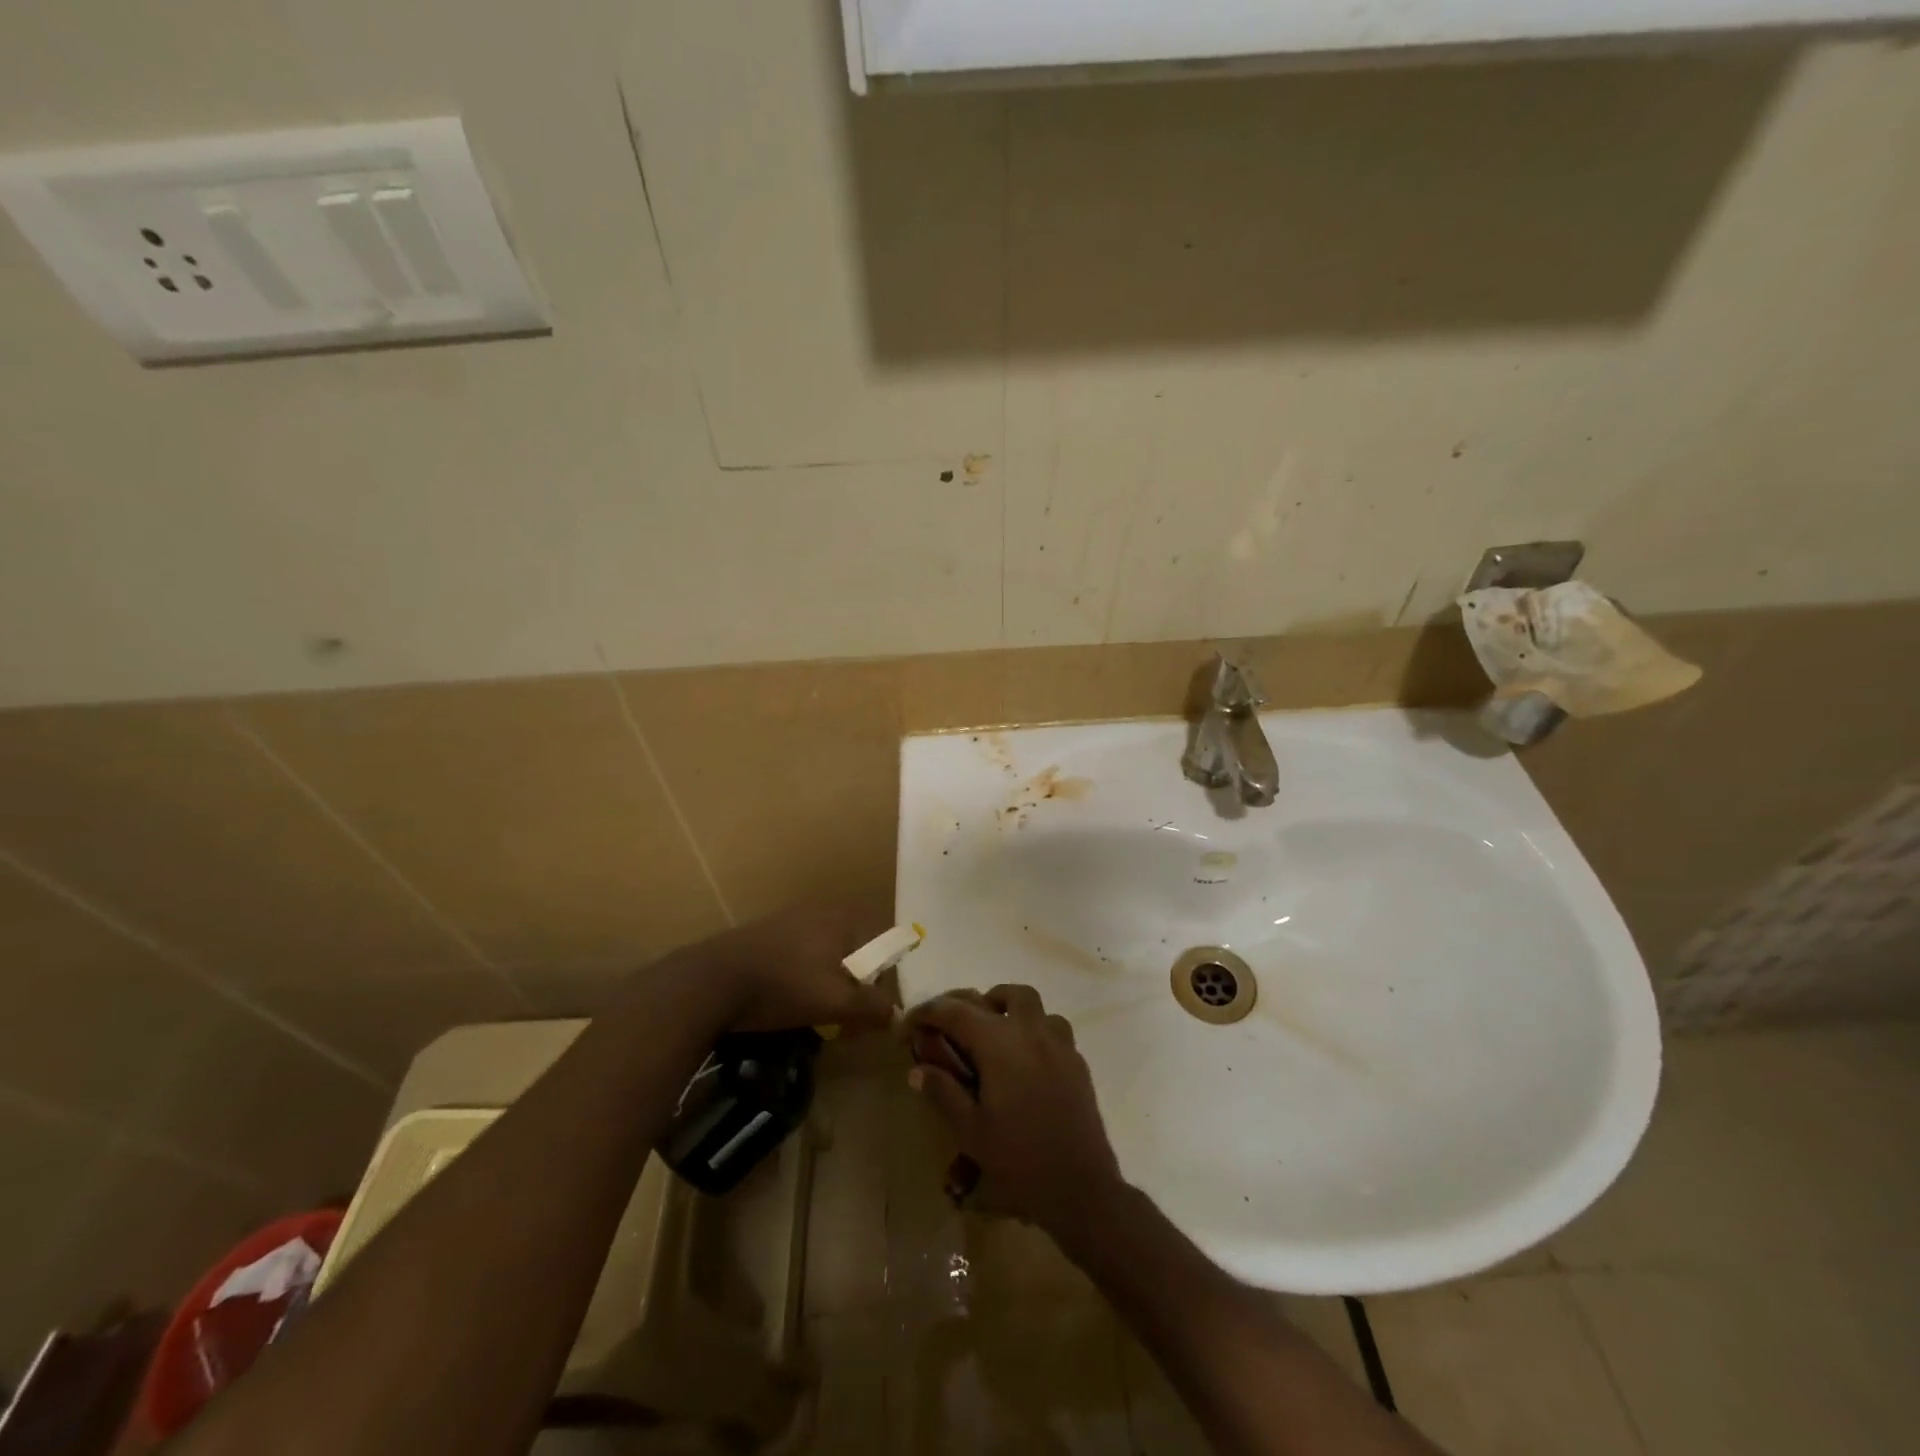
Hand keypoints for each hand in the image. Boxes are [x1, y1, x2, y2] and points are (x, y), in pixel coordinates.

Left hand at [677, 906, 897, 1033]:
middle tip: (843, 1020)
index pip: (880, 948)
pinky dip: (800, 980)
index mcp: (842, 921)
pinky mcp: (763, 936)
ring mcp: (788, 921)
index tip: (868, 1013)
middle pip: (851, 953)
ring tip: (813, 1017)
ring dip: (825, 987)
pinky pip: (797, 958)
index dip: (879, 984)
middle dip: (851, 988)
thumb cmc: (783, 986)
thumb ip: (871, 1007)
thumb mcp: (835, 1003)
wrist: (712, 981)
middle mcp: (819, 913)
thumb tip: (896, 1015)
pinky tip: (785, 1003)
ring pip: (823, 957)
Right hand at [904, 985, 1124, 1236]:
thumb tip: (917, 1069)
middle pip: (1002, 995)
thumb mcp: (970, 1130)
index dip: (928, 1013)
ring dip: (1010, 1009)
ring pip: (1034, 1004)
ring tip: (993, 1034)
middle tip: (952, 1026)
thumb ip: (943, 1093)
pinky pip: (1053, 1028)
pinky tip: (1024, 1059)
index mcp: (999, 1044)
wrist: (1080, 1187)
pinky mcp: (1077, 1061)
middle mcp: (1030, 1031)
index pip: (956, 1012)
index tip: (908, 1025)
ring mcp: (1059, 1044)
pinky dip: (1033, 1030)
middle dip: (973, 1002)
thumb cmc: (1019, 1159)